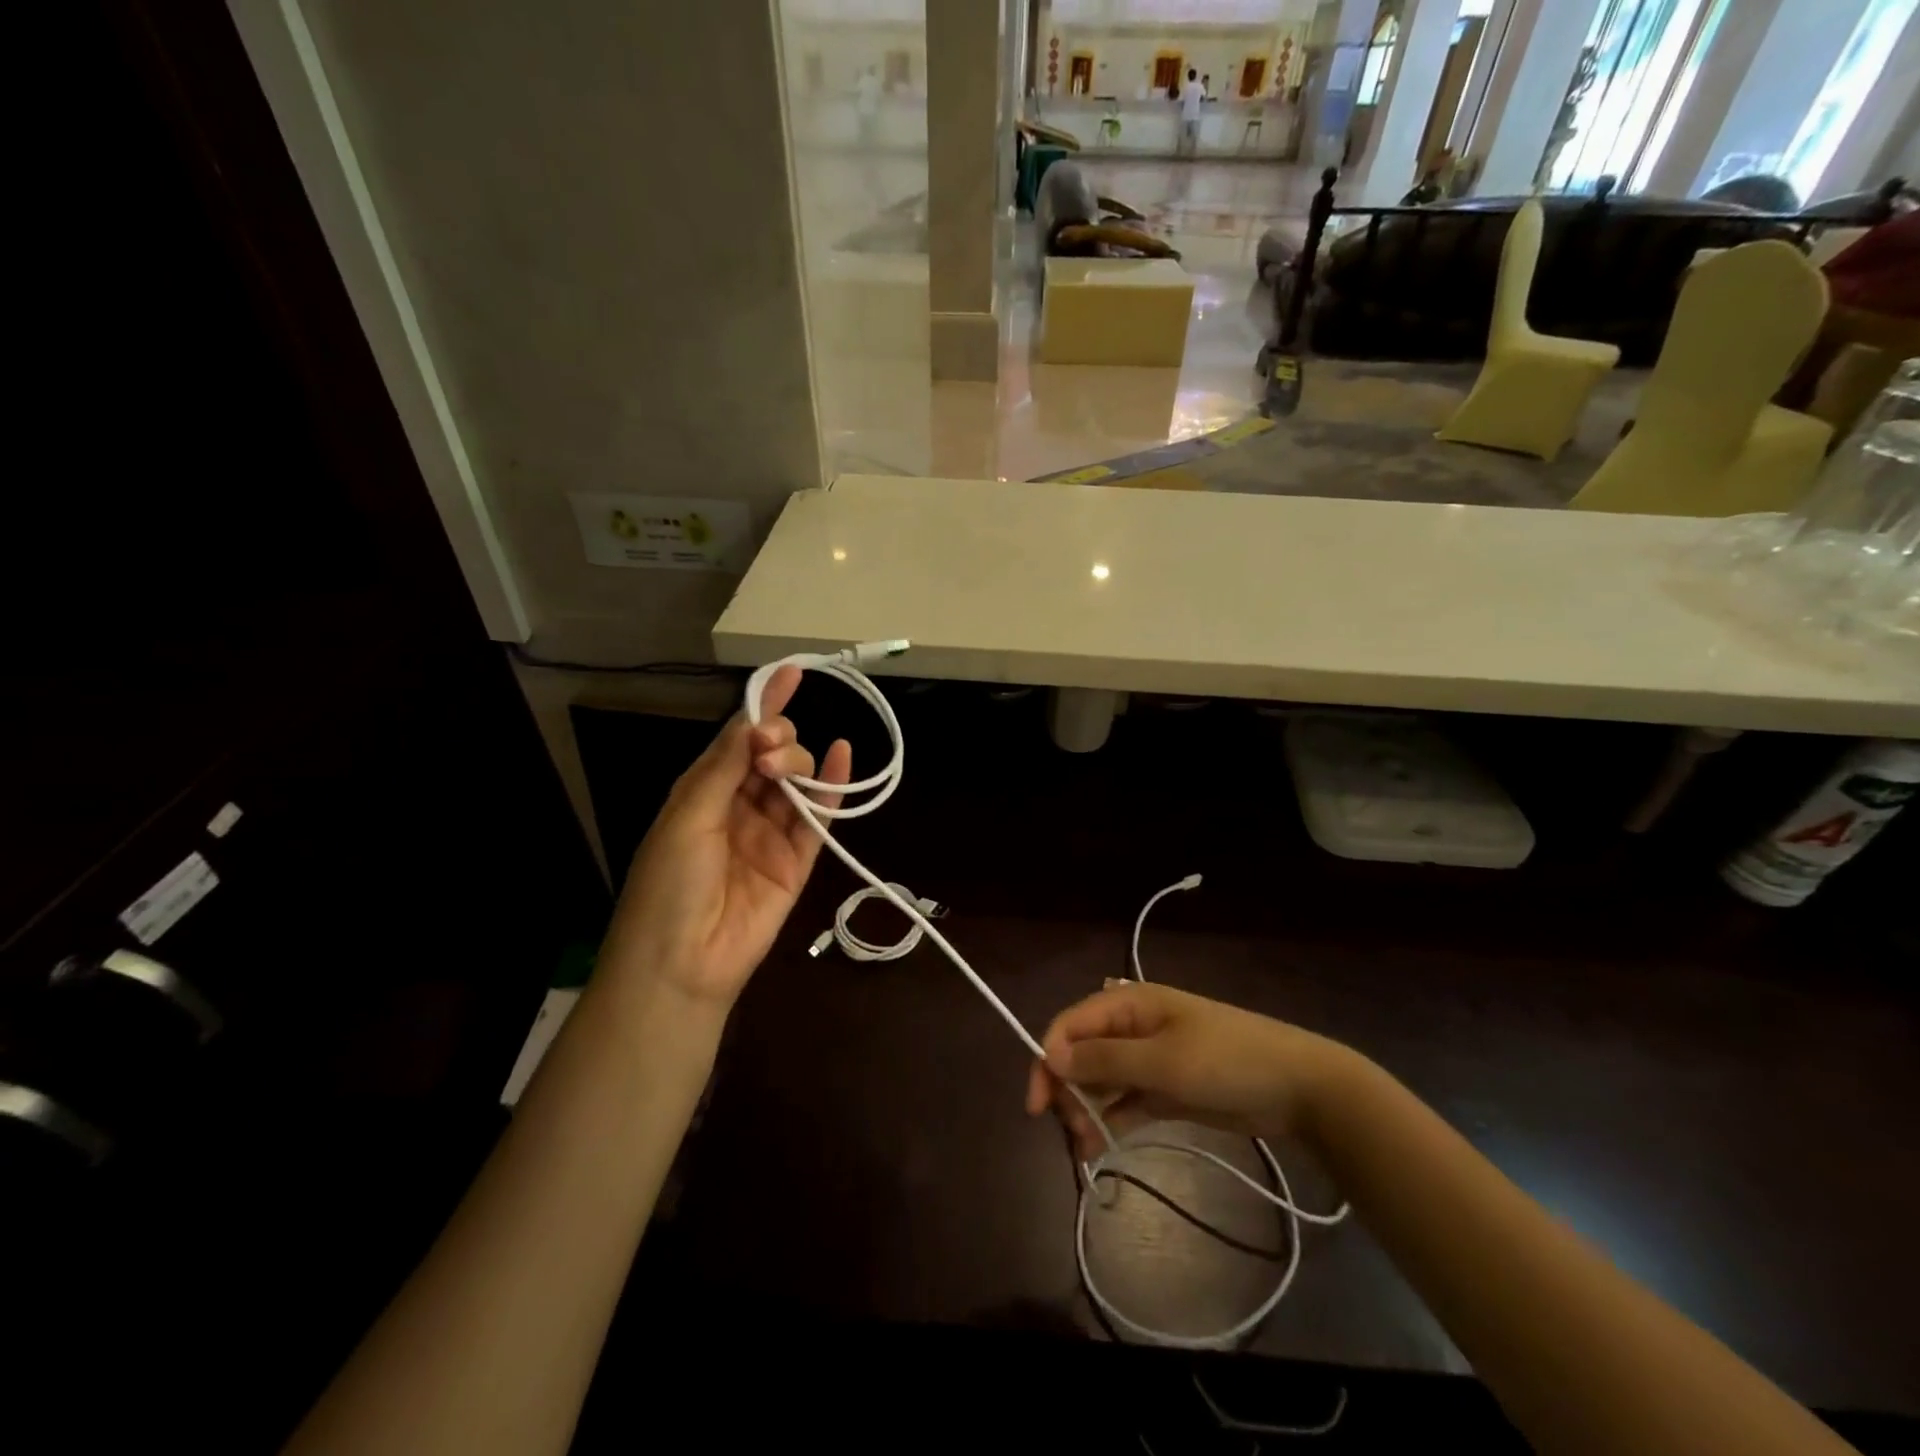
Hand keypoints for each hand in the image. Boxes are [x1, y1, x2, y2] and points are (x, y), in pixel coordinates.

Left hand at [601, 666, 850, 1006]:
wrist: (681, 964)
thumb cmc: (668, 885)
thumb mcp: (687, 816)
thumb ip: (725, 766)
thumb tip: (755, 721)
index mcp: (703, 793)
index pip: (738, 739)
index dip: (763, 706)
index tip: (791, 673)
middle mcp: (739, 807)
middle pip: (771, 756)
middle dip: (776, 741)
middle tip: (768, 754)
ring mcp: (771, 834)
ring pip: (797, 782)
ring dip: (797, 763)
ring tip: (784, 769)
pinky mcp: (797, 861)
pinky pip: (820, 818)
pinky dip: (834, 788)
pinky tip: (843, 755)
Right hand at [1024, 981, 1348, 1161]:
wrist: (1298, 1088)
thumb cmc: (1226, 1061)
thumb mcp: (1163, 1060)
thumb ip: (1105, 1059)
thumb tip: (1050, 1055)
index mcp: (1130, 1003)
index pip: (1072, 1024)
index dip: (1049, 1057)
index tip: (1038, 1104)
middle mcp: (1134, 1026)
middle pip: (1083, 1052)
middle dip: (1068, 1087)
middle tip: (1069, 1128)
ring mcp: (1151, 1058)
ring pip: (1102, 1079)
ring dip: (1087, 1108)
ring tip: (1084, 1146)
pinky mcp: (1167, 1088)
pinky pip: (1126, 1101)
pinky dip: (1110, 1120)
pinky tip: (1098, 1147)